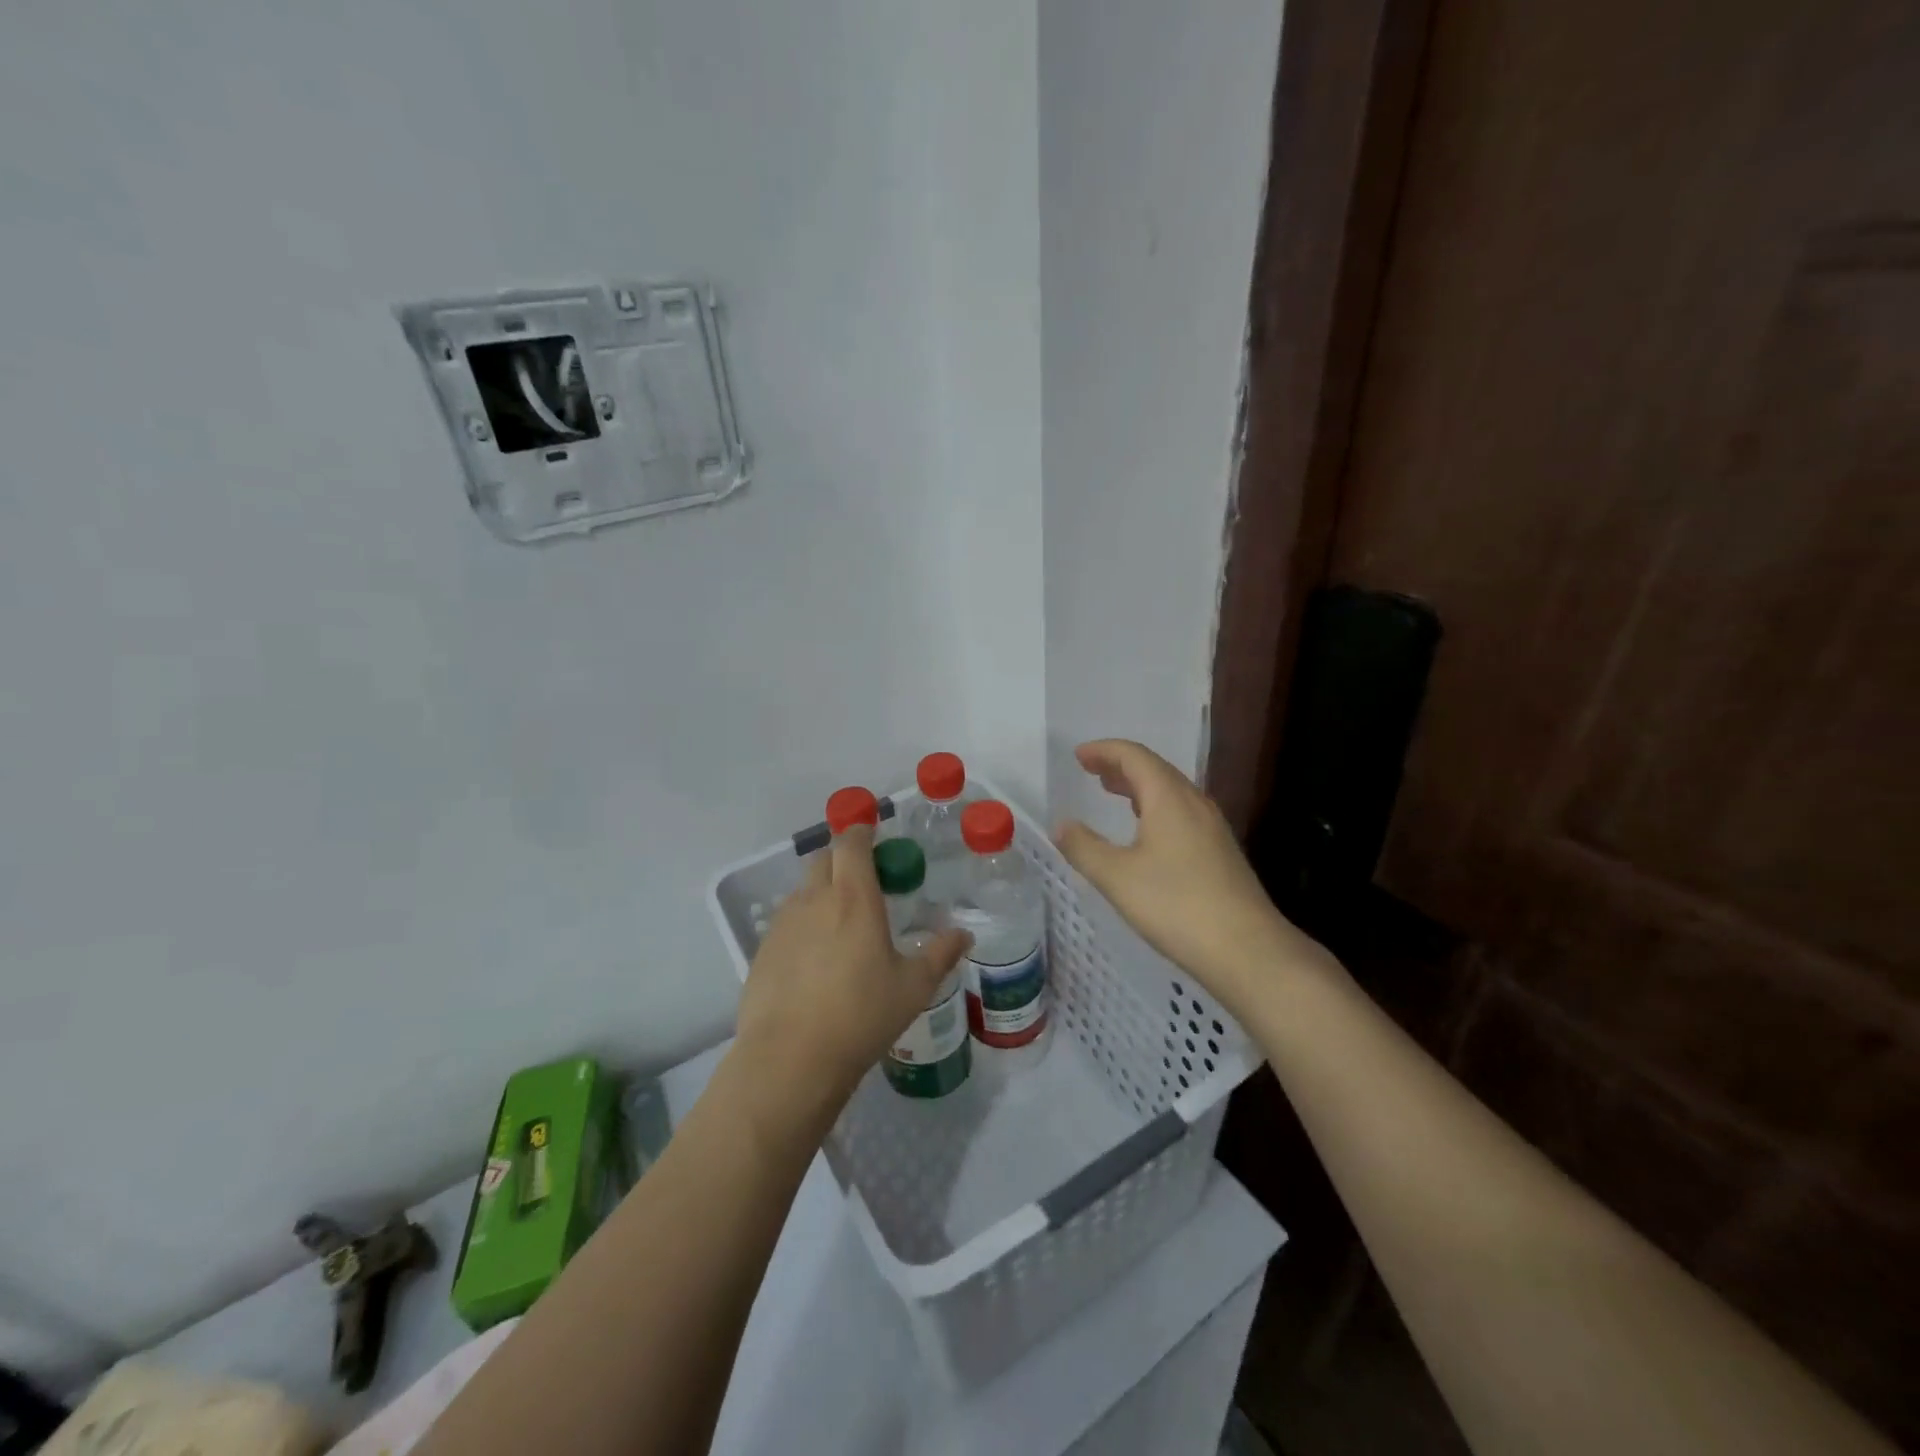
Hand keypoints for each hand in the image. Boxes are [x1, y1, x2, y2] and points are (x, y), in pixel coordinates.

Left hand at [734, 823, 971, 1132]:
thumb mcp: (913, 988)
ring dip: (822, 892)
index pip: (851, 843)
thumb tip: (964, 934)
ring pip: (804, 890)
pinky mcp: (763, 948)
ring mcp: (784, 923)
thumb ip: (940, 954)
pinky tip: (815, 958)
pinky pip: (787, 920)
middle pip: (824, 859)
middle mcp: (815, 899)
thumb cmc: (862, 1016)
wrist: (791, 1059)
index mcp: (854, 897)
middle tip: (865, 881)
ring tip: (841, 924)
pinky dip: (804, 923)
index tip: (873, 834)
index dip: (861, 831)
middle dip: (843, 859)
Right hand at [1054, 740, 1312, 1001]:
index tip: (1079, 755)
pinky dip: (1156, 807)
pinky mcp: (1220, 852)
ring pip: (1172, 792)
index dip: (1105, 751)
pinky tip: (1147, 832)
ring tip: (1113, 793)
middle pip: (1156, 769)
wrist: (1247, 950)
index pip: (1135, 757)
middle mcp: (1195, 803)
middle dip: (1121, 765)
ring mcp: (1212, 828)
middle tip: (1091, 770)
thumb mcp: (1117, 877)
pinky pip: (1182, 812)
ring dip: (1139, 786)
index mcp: (1169, 798)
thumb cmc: (1176, 906)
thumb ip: (1084, 847)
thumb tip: (1062, 825)